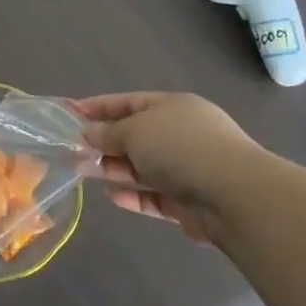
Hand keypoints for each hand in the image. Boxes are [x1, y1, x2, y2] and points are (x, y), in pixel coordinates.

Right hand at [74, 92, 261, 243]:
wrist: (234, 196)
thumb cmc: (180, 148)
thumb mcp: (135, 130)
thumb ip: (109, 132)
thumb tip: (89, 132)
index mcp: (174, 107)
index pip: (129, 102)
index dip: (99, 106)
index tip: (70, 113)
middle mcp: (182, 134)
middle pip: (136, 136)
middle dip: (104, 142)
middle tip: (73, 150)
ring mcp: (188, 169)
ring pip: (143, 167)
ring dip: (115, 169)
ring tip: (84, 172)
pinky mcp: (190, 203)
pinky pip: (155, 196)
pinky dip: (134, 196)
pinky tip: (112, 197)